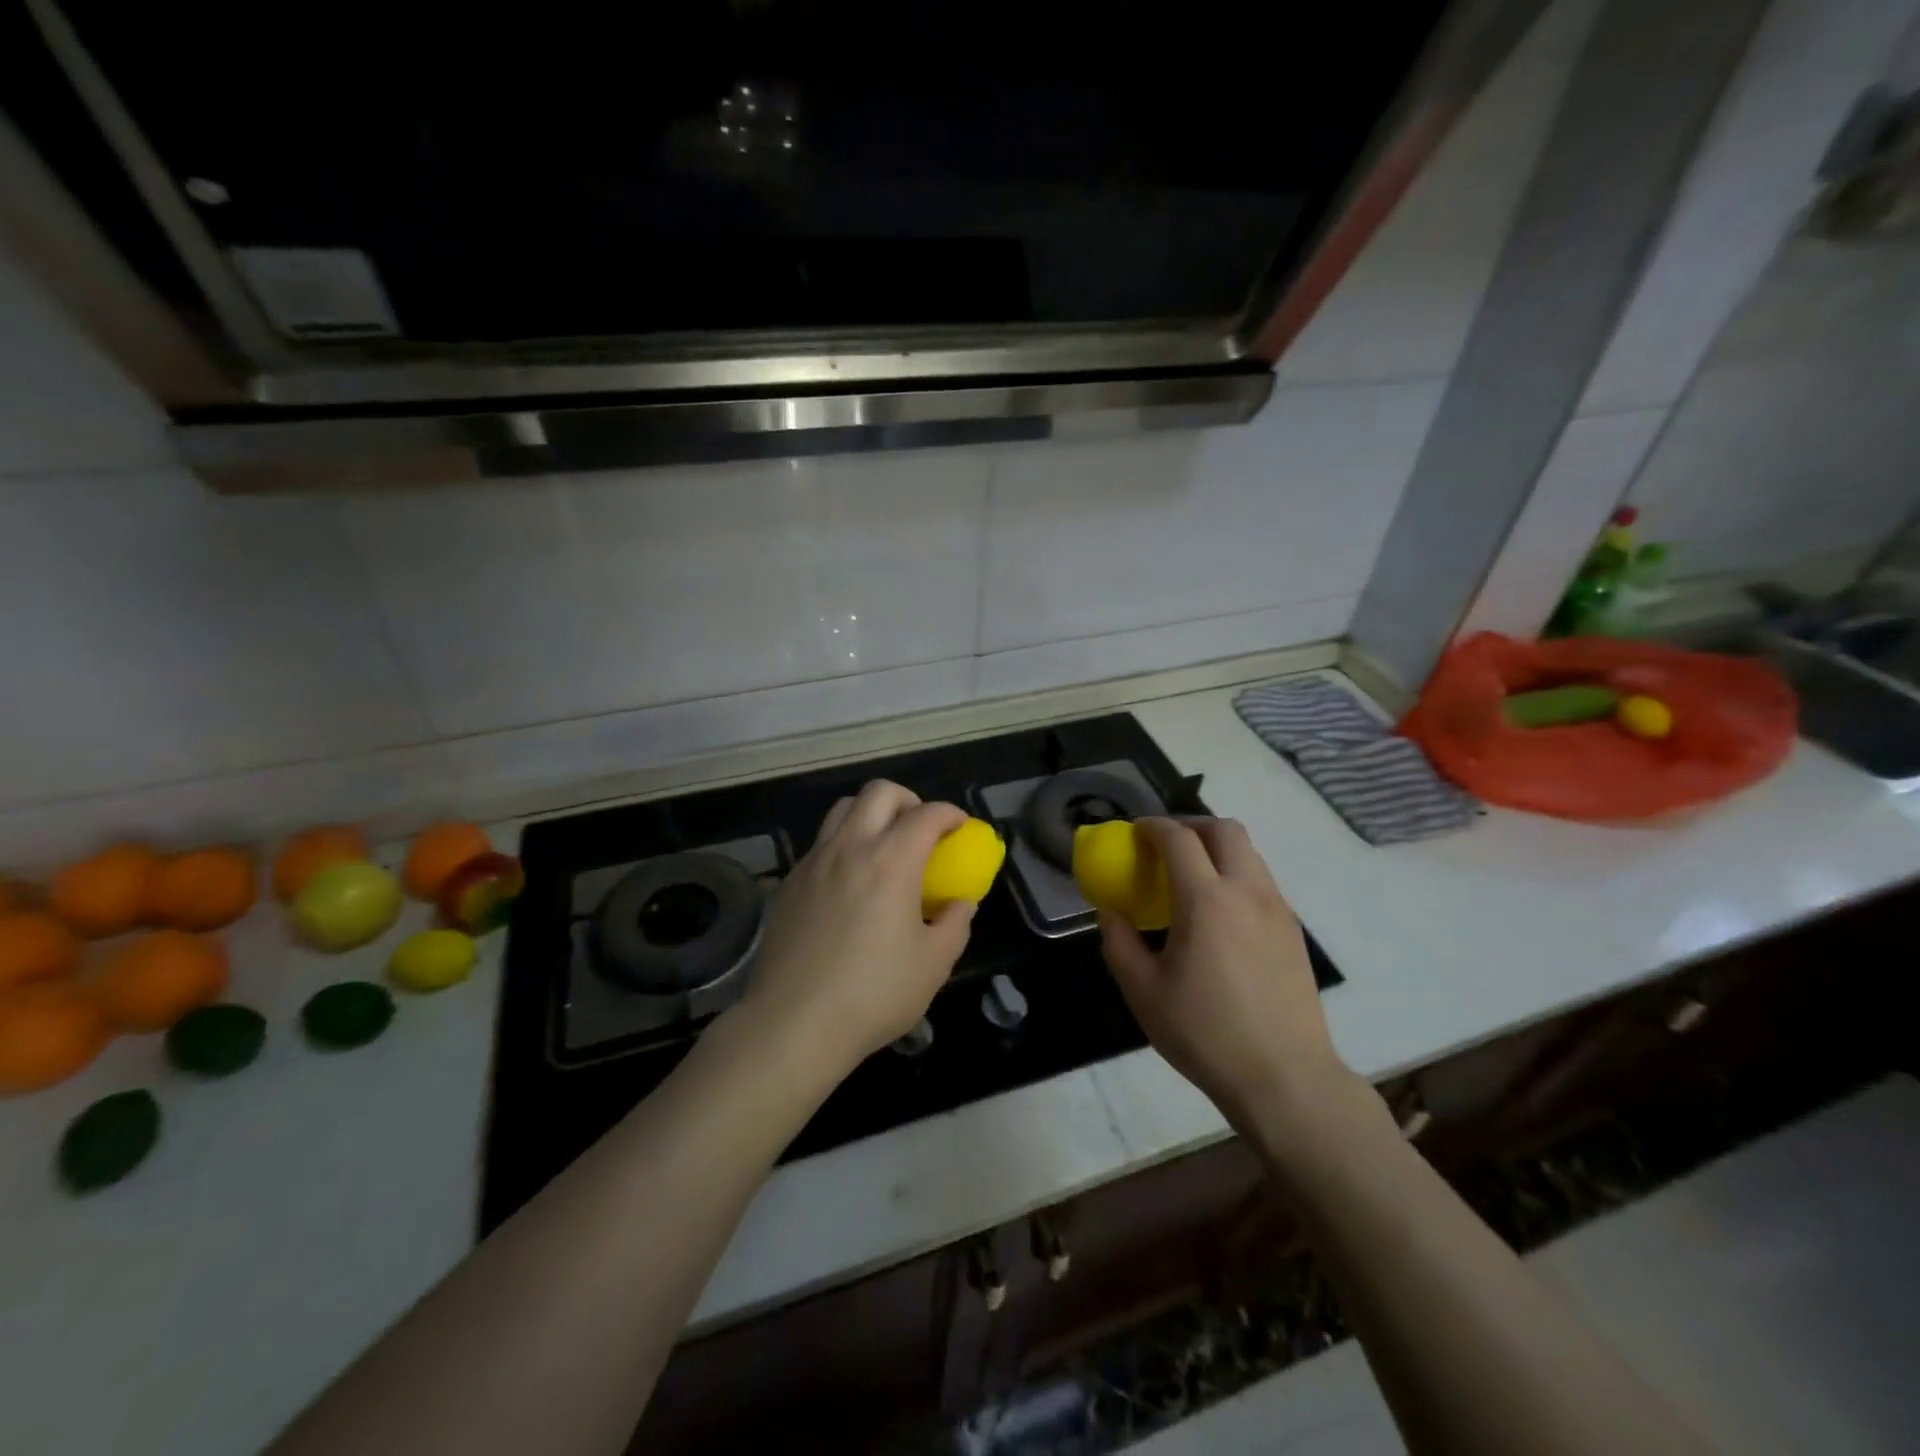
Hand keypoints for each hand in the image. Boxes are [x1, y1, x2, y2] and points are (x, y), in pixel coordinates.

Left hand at [732, 779, 974, 1082]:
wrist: (793, 1023)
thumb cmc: (873, 994)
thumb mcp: (934, 964)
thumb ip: (954, 923)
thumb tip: (960, 902)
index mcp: (891, 861)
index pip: (927, 814)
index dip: (950, 814)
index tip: (960, 827)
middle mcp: (850, 848)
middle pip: (879, 792)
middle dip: (908, 800)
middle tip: (921, 831)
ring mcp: (814, 862)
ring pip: (843, 810)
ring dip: (871, 815)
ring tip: (884, 848)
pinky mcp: (789, 883)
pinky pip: (821, 844)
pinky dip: (843, 845)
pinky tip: (849, 883)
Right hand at [1099, 817, 1352, 1135]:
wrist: (1285, 1078)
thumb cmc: (1205, 1033)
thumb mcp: (1143, 991)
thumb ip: (1119, 942)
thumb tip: (1111, 912)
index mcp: (1207, 901)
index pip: (1179, 839)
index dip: (1153, 826)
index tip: (1135, 832)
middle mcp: (1247, 892)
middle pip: (1224, 829)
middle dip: (1191, 825)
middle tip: (1165, 845)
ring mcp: (1277, 909)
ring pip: (1249, 852)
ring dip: (1216, 848)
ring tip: (1191, 877)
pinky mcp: (1293, 931)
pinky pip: (1261, 881)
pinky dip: (1235, 874)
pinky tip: (1219, 913)